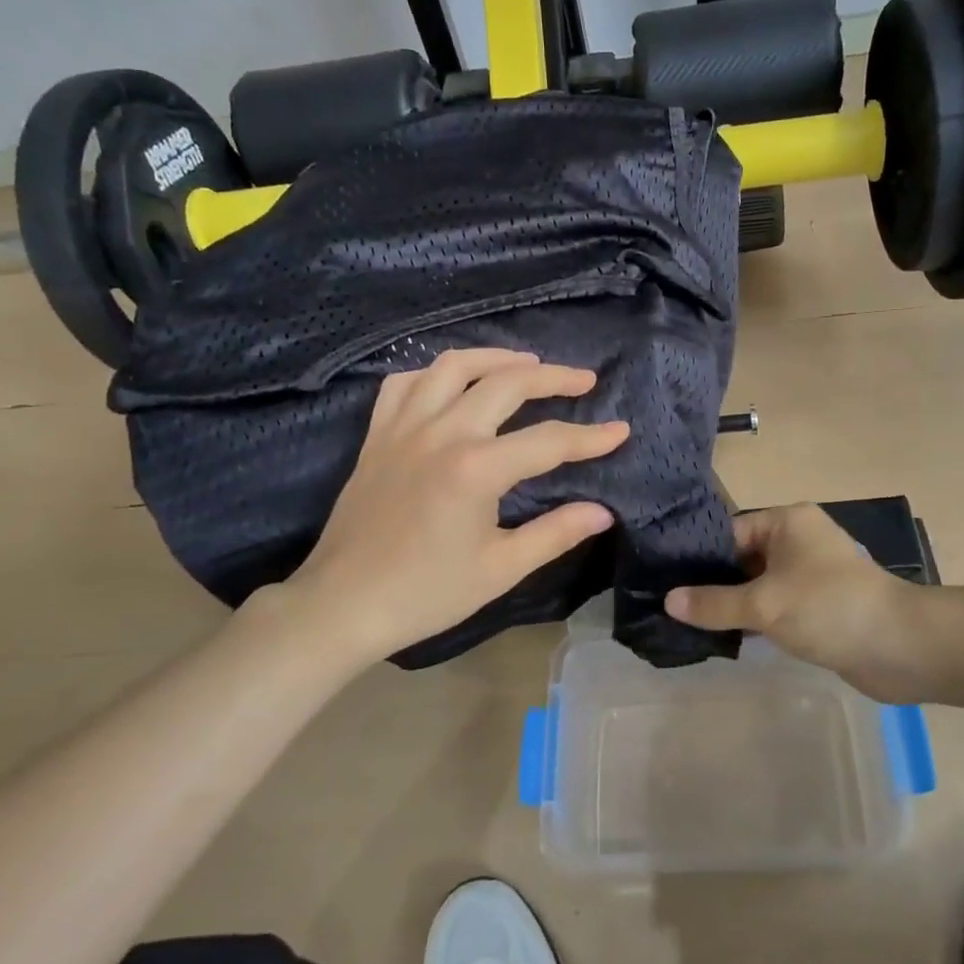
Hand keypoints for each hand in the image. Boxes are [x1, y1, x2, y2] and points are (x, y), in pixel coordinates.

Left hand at [271, 349, 628, 668]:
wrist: (343, 604)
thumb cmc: (426, 593)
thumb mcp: (500, 569)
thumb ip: (555, 533)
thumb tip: (602, 512)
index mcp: (476, 468)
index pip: (549, 441)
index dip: (590, 437)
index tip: (620, 431)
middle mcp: (442, 433)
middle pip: (506, 384)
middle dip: (553, 377)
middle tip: (583, 380)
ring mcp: (404, 428)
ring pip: (453, 367)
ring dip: (495, 358)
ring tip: (525, 364)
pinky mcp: (377, 435)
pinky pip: (405, 384)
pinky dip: (435, 374)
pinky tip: (452, 382)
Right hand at [666, 504, 929, 702]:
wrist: (900, 647)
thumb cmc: (828, 608)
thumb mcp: (763, 604)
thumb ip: (714, 603)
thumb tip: (669, 601)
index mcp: (787, 522)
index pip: (729, 531)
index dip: (699, 557)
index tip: (666, 579)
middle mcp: (799, 540)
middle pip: (743, 558)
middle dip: (713, 583)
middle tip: (673, 606)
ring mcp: (812, 574)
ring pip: (760, 585)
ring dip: (734, 604)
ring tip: (691, 624)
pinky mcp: (821, 606)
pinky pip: (778, 606)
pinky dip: (756, 619)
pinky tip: (727, 637)